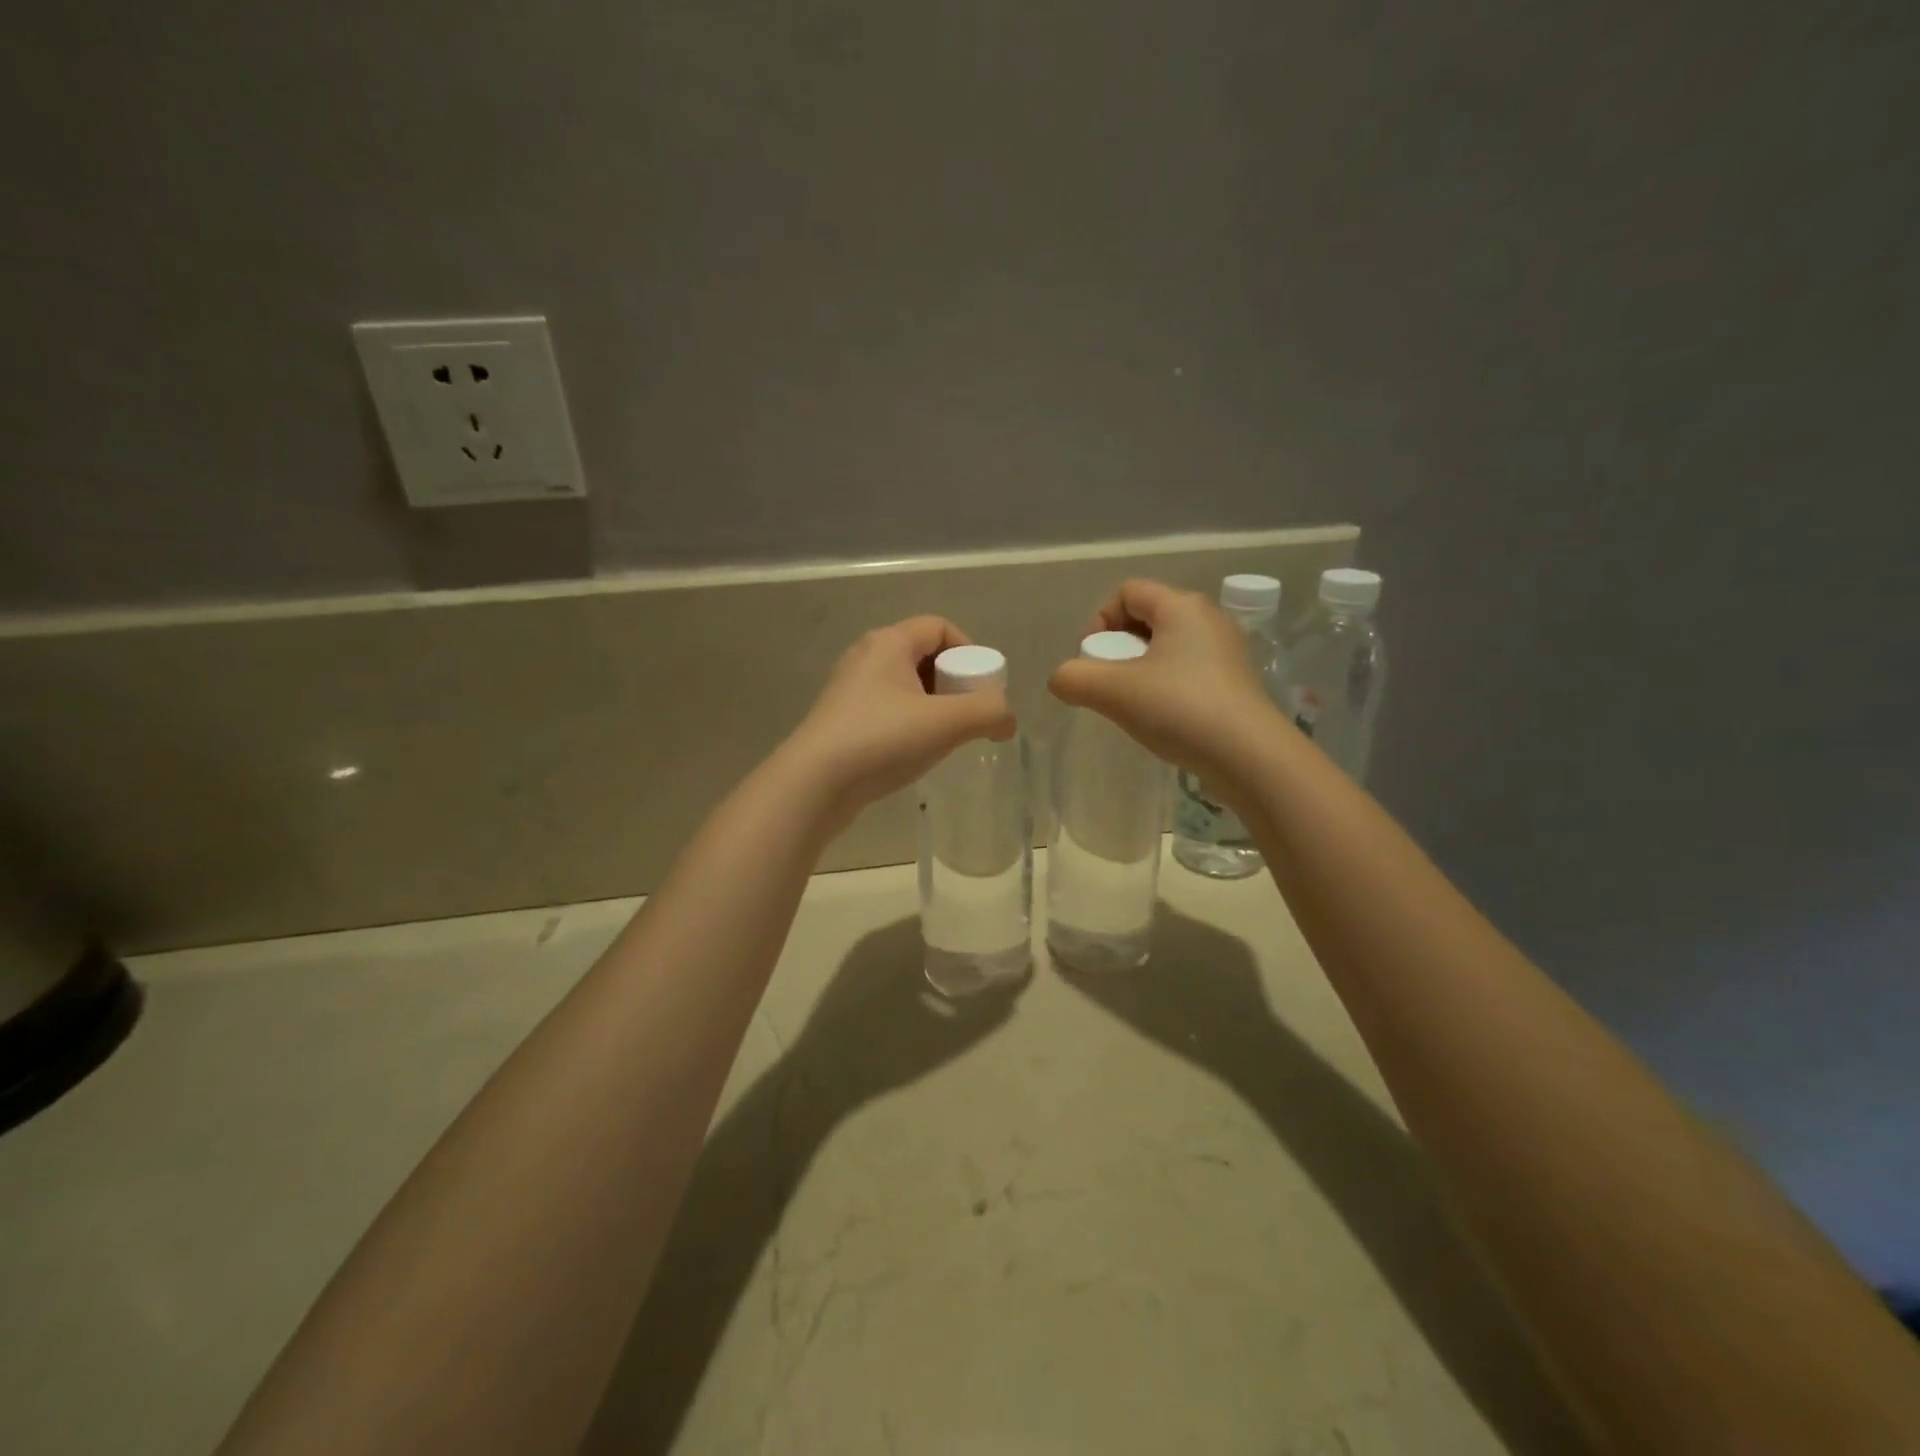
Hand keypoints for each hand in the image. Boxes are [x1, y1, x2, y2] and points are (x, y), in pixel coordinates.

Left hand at [785, 616, 1015, 826]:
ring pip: (905, 684)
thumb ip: (989, 713)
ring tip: (944, 737)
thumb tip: (1007, 720)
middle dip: (953, 681)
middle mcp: (866, 656)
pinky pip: (887, 708)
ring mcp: (849, 688)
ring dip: (933, 705)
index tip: (982, 688)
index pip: (940, 626)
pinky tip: (913, 751)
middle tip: (966, 714)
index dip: (969, 651)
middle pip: (924, 654)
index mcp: (889, 642)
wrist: (814, 783)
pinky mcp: (841, 718)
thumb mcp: (947, 723)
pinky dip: (909, 721)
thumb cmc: (882, 740)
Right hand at [1048, 578, 1278, 780]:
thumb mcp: (1112, 692)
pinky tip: (1161, 718)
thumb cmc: (1179, 709)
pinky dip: (1166, 686)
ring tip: (1131, 704)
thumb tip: (1062, 679)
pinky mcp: (1236, 682)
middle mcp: (1209, 618)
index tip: (1091, 659)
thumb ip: (1073, 678)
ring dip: (1140, 669)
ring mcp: (1228, 651)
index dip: (1099, 621)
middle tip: (1108, 683)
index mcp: (1182, 606)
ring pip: (1168, 646)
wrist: (1249, 757)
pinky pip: (1189, 670)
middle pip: (1148, 617)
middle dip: (1118, 647)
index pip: (1127, 592)